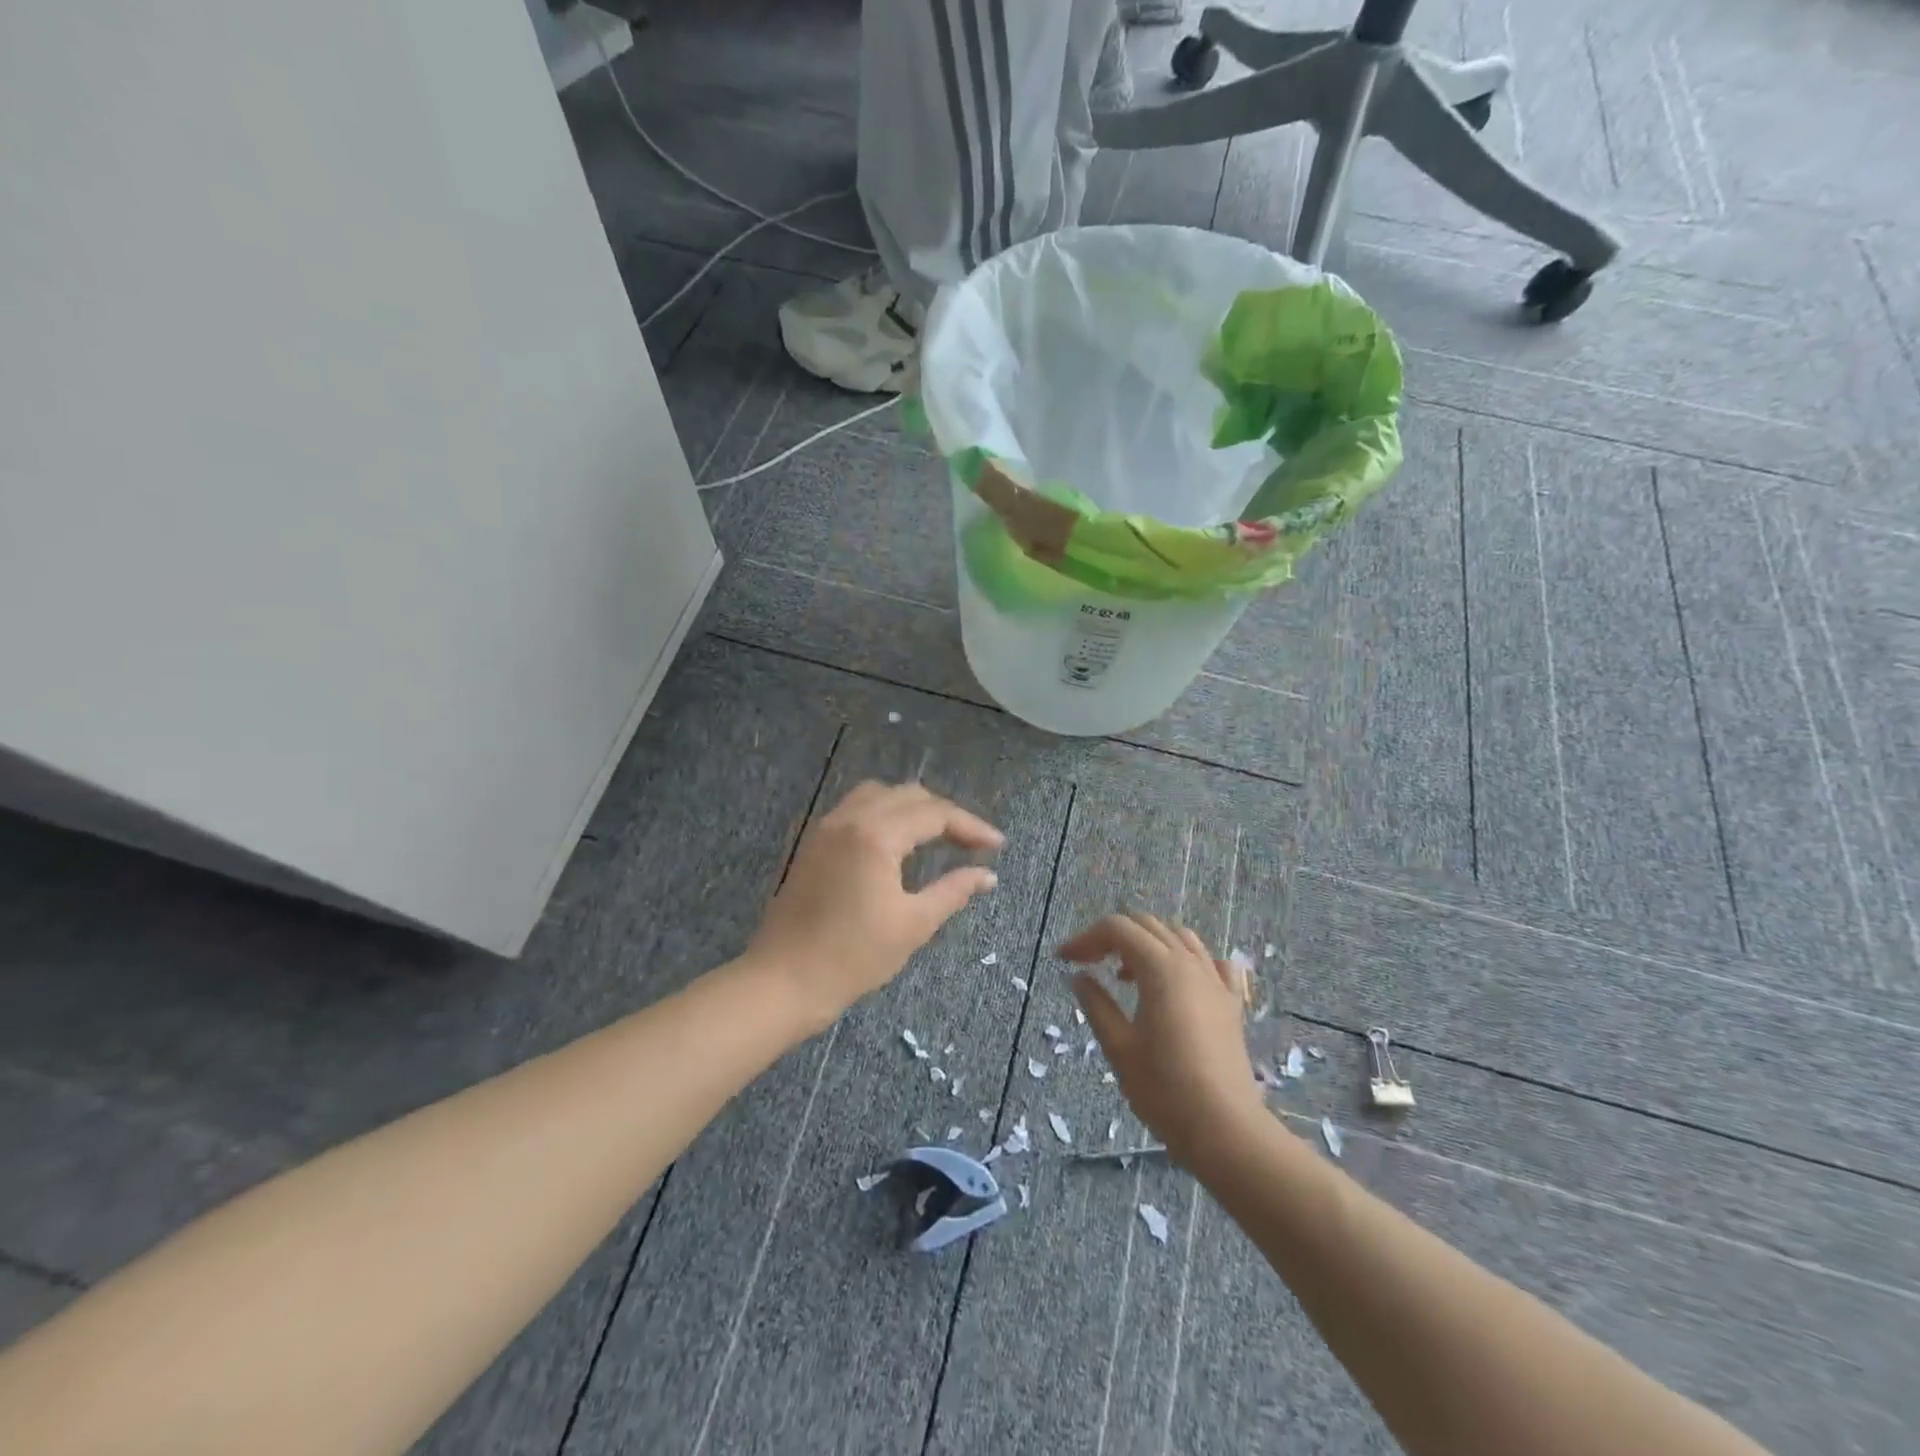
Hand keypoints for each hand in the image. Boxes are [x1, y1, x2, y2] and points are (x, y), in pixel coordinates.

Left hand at [748, 781, 1002, 1032]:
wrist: (783, 981)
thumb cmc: (852, 957)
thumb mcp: (913, 925)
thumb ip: (953, 891)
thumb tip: (988, 875)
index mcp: (876, 835)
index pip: (935, 814)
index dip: (971, 826)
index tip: (997, 845)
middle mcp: (850, 818)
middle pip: (908, 796)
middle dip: (945, 814)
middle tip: (971, 842)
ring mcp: (827, 827)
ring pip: (879, 795)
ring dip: (913, 808)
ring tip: (937, 836)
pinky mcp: (814, 842)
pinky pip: (856, 809)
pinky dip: (885, 814)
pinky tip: (898, 841)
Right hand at [1065, 913, 1264, 1164]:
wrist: (1225, 1130)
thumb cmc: (1165, 1090)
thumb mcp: (1119, 1047)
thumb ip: (1096, 1005)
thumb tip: (1079, 977)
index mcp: (1161, 968)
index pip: (1118, 930)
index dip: (1086, 938)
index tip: (1064, 959)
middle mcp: (1190, 963)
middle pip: (1147, 925)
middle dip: (1113, 936)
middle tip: (1088, 963)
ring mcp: (1216, 981)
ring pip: (1179, 937)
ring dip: (1147, 943)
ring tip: (1126, 972)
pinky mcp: (1231, 1003)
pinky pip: (1212, 962)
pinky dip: (1188, 959)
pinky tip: (1176, 981)